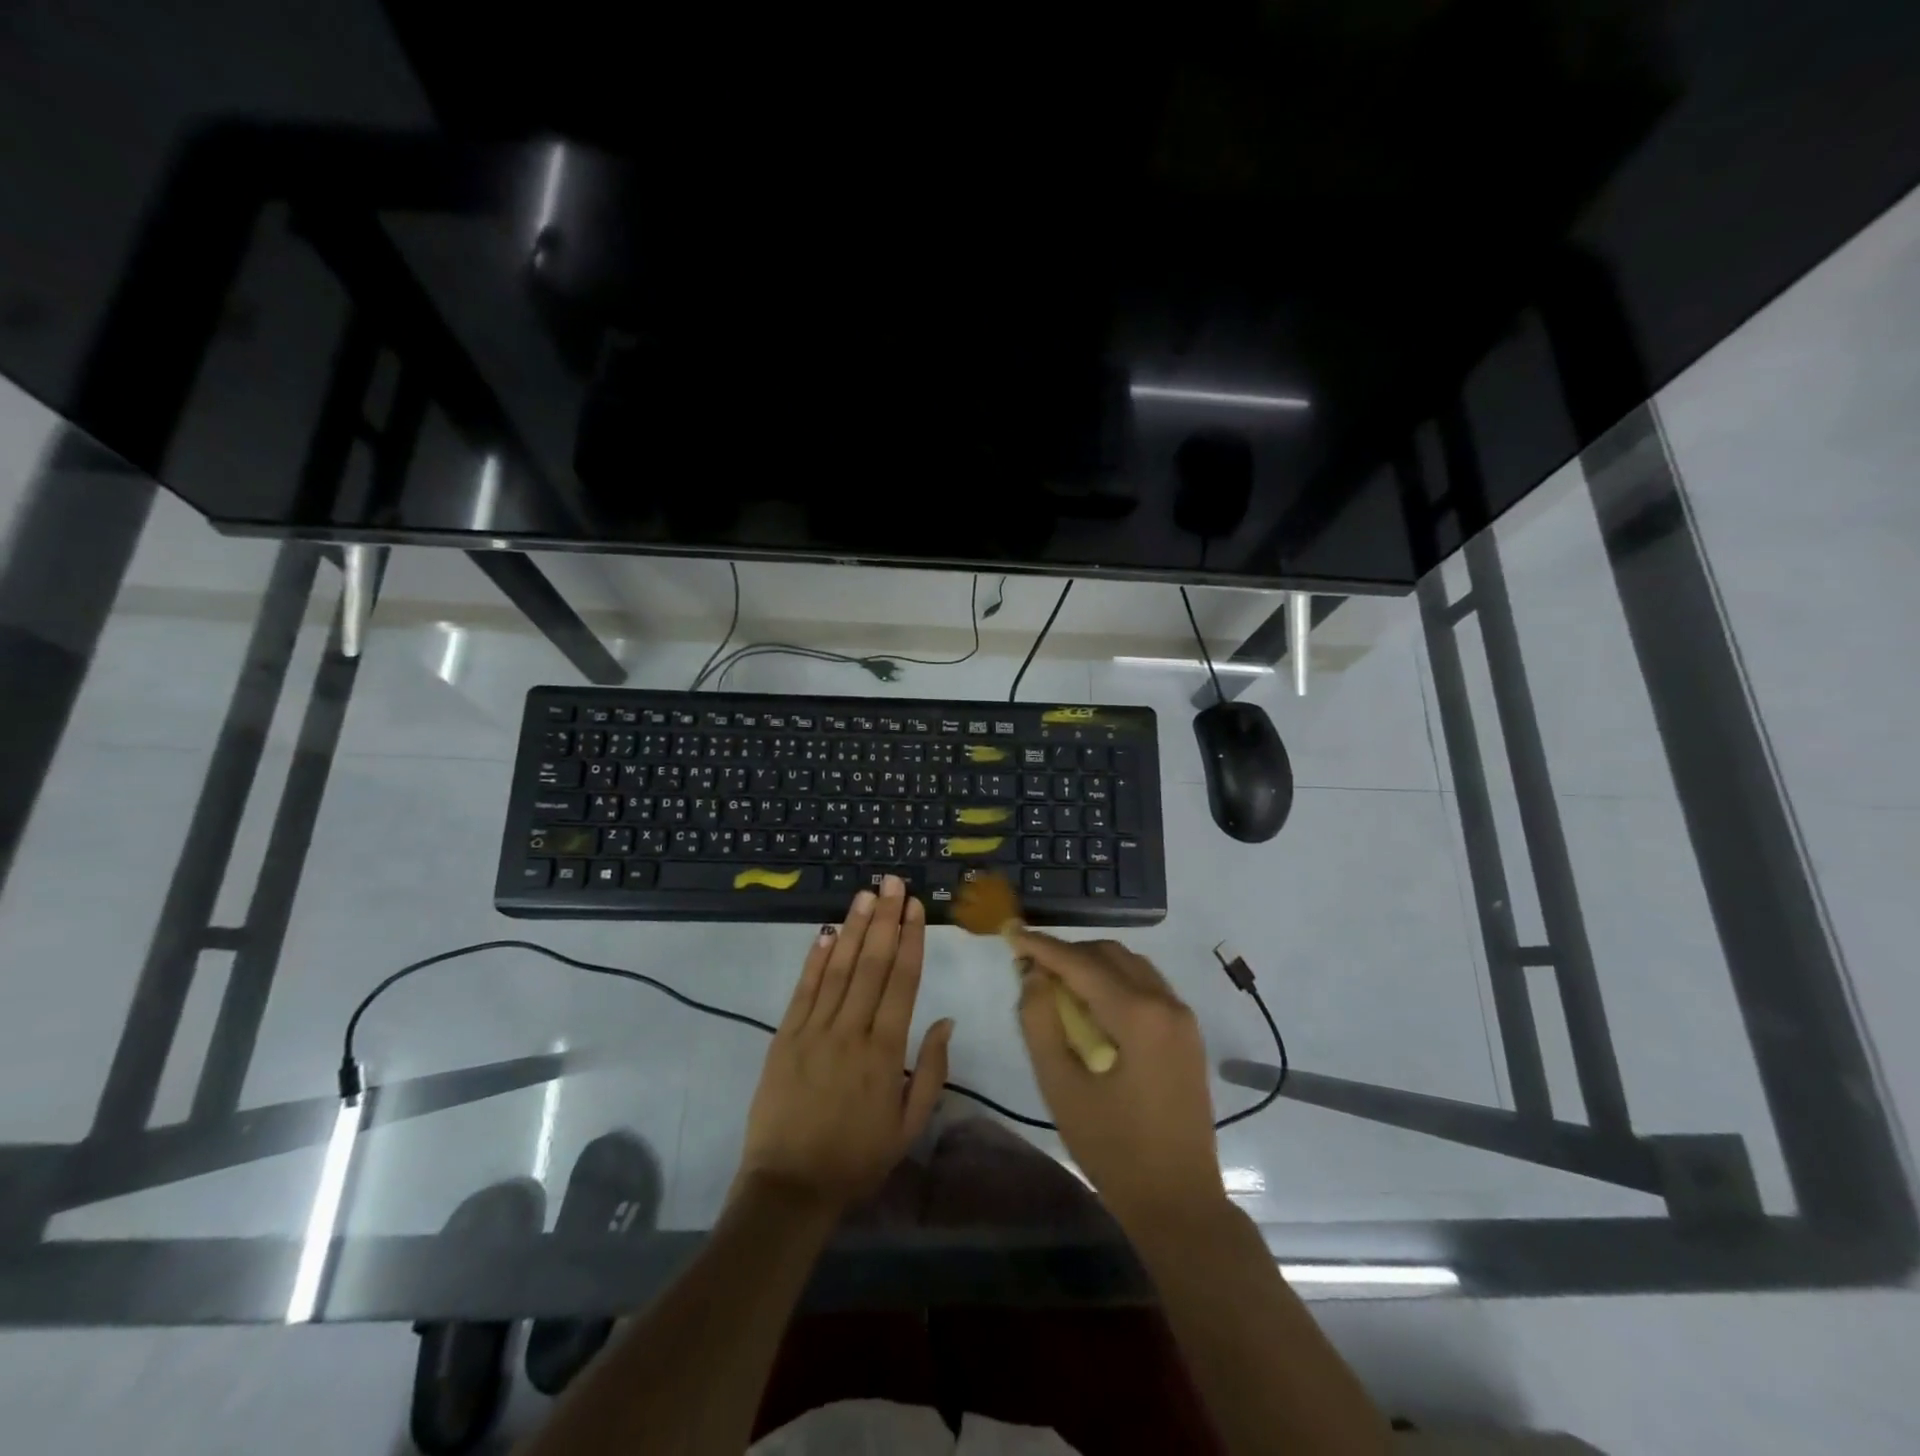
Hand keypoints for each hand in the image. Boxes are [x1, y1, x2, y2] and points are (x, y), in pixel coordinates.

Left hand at [736, 876, 953, 1212]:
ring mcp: (813, 1031)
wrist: (789, 1188)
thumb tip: (946, 1020)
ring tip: (866, 894)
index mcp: (884, 1051)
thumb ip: (931, 1071)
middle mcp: (850, 1031)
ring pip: (838, 969)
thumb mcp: (908, 1126)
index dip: (910, 940)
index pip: (901, 982)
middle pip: (871, 964)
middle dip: (884, 919)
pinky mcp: (784, 1037)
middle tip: (893, 882)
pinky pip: (803, 990)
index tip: (915, 907)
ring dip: (854, 928)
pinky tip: (827, 932)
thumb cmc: (857, 1159)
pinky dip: (816, 959)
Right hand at [1011, 932, 1223, 1224]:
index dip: (1042, 946)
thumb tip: (1033, 974)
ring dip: (1092, 964)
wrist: (1179, 1202)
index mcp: (1138, 1014)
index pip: (1080, 963)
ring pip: (1131, 965)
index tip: (1011, 933)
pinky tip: (1093, 1005)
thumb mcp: (1061, 1086)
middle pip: (1109, 954)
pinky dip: (1115, 981)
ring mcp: (1183, 1017)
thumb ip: (1040, 1022)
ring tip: (1057, 984)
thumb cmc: (1112, 1148)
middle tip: (1030, 966)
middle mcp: (1166, 1002)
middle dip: (1067, 953)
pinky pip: (1147, 986)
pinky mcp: (1188, 1033)